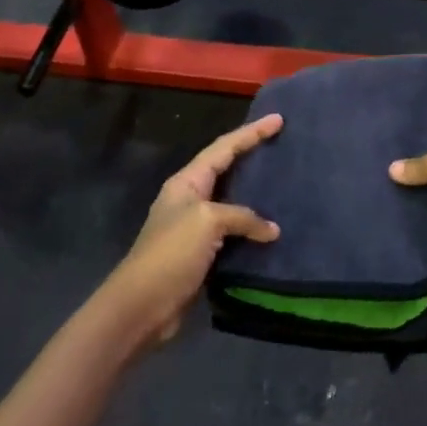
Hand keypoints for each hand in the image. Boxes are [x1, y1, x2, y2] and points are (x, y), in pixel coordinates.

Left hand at [102, 113, 283, 346]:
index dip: (251, 133)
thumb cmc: (171, 253)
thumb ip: (242, 217)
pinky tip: (273, 231)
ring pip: (232, 203)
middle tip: (283, 146)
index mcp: (187, 182)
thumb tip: (271, 230)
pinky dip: (252, 229)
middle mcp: (190, 199)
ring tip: (284, 185)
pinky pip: (233, 233)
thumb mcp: (207, 222)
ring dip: (256, 195)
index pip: (224, 148)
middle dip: (253, 156)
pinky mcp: (202, 254)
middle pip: (226, 169)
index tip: (278, 120)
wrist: (142, 305)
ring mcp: (195, 228)